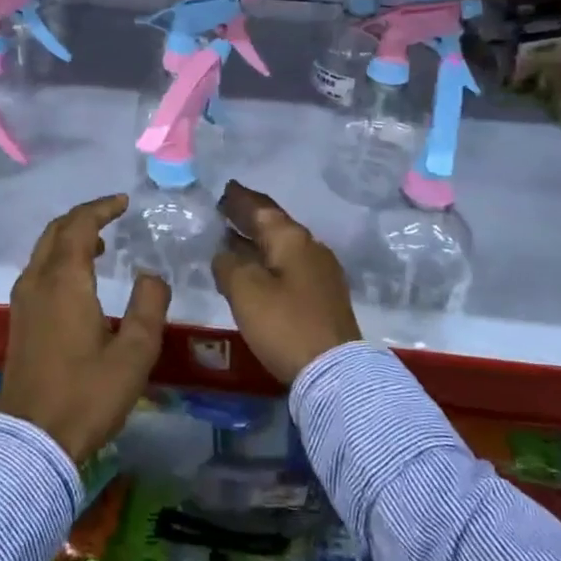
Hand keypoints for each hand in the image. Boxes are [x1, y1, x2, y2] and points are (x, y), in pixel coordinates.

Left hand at [0, 194, 170, 464]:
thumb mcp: (134, 354)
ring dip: (70, 237)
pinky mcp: (20, 319)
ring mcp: (24, 300)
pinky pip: (39, 269)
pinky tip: (80, 279)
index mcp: (64, 281)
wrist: (31, 440)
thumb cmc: (87, 395)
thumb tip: (151, 275)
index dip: (101, 208)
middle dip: (84, 217)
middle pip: (56, 231)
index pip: (79, 226)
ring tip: (101, 243)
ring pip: (44, 250)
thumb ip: (148, 306)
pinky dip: (59, 257)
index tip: (123, 202)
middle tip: (112, 214)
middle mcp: (38, 281)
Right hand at [212, 180, 360, 384]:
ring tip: (233, 239)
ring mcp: (321, 272)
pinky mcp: (323, 296)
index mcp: (292, 239)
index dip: (240, 199)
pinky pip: (289, 266)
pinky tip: (256, 270)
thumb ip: (228, 264)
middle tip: (225, 210)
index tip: (225, 189)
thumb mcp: (245, 291)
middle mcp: (310, 247)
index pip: (261, 208)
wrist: (335, 371)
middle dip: (249, 217)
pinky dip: (268, 260)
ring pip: (282, 246)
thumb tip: (225, 253)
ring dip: (257, 240)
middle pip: (274, 225)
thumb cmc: (285, 324)